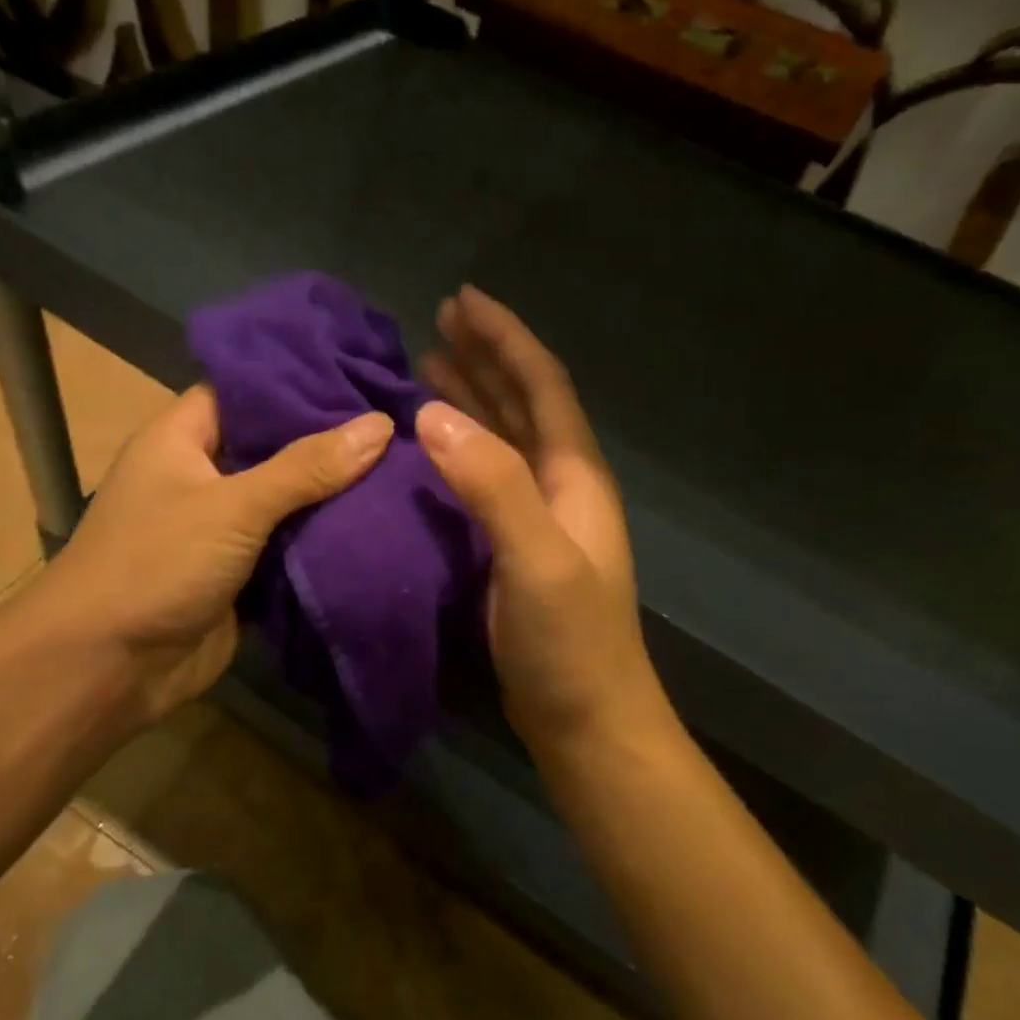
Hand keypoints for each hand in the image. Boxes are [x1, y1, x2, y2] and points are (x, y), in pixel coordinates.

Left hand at [25, 385, 392, 725]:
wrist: (109, 667)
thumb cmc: (157, 564)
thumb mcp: (232, 506)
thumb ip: (306, 467)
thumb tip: (380, 424)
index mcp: (183, 438)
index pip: (247, 390)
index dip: (301, 380)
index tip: (362, 372)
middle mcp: (203, 475)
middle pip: (275, 447)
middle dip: (331, 441)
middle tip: (399, 423)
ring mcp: (223, 528)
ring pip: (288, 501)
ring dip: (335, 495)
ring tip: (403, 466)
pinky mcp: (241, 574)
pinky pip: (291, 547)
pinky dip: (325, 541)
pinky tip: (380, 524)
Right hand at [418, 286, 663, 748]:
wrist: (588, 721)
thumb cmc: (570, 643)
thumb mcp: (536, 559)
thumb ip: (493, 485)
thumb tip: (433, 413)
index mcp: (574, 477)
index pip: (541, 386)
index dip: (506, 339)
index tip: (463, 299)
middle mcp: (561, 488)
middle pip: (523, 406)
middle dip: (486, 359)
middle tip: (439, 322)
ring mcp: (539, 521)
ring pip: (504, 442)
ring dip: (472, 401)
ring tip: (431, 368)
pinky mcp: (515, 551)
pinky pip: (485, 481)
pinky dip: (460, 453)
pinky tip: (433, 450)